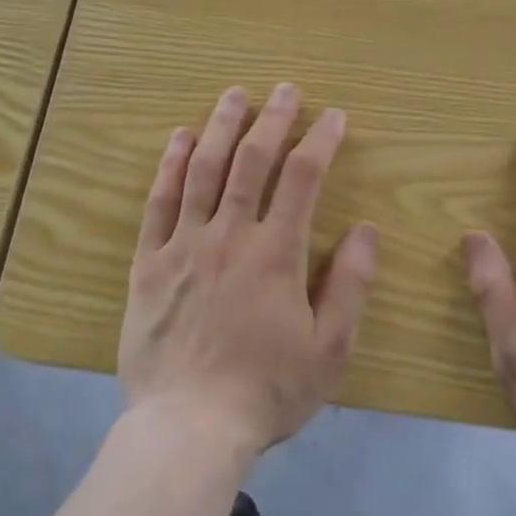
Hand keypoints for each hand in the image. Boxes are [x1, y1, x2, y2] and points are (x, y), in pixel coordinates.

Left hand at [121, 83, 377, 455]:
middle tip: (285, 89)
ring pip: (203, 170)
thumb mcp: (329, 349)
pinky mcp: (148, 262)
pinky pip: (159, 203)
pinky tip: (179, 139)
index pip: (303, 179)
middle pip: (252, 161)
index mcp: (276, 254)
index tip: (333, 116)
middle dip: (273, 119)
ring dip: (221, 126)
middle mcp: (230, 236)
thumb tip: (367, 229)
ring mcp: (184, 245)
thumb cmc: (266, 391)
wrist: (188, 427)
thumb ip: (350, 285)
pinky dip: (170, 166)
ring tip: (234, 94)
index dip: (320, 141)